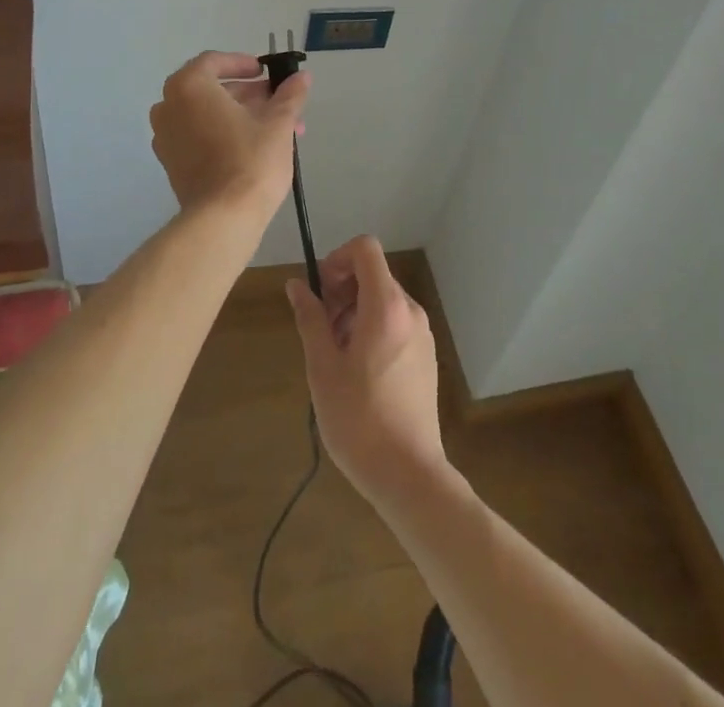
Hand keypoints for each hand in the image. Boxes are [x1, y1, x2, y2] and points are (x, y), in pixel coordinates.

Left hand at [149, 51, 309, 220]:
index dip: (242, 63)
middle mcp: (169, 106)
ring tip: (276, 127)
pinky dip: (221, 132)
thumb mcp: (278, 124)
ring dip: (238, 114)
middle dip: (248, 94)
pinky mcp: (170, 162)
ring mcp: (165, 136)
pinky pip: (197, 135)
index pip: (214, 62)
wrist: (223, 218)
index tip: (265, 72)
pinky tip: (253, 146)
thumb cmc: (250, 161)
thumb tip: (302, 76)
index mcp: (189, 87)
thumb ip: (289, 95)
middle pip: (211, 89)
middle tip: (278, 101)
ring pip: (206, 114)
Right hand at [286, 236, 446, 509]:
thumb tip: (297, 285)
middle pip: (373, 273)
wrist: (409, 474)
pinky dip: (371, 327)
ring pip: (383, 298)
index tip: (319, 292)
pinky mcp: (426, 355)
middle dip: (341, 288)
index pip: (366, 248)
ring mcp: (422, 333)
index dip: (337, 258)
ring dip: (353, 310)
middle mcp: (410, 311)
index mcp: (386, 306)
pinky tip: (356, 368)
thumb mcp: (322, 367)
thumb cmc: (359, 419)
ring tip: (334, 351)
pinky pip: (395, 321)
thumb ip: (310, 318)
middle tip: (320, 326)